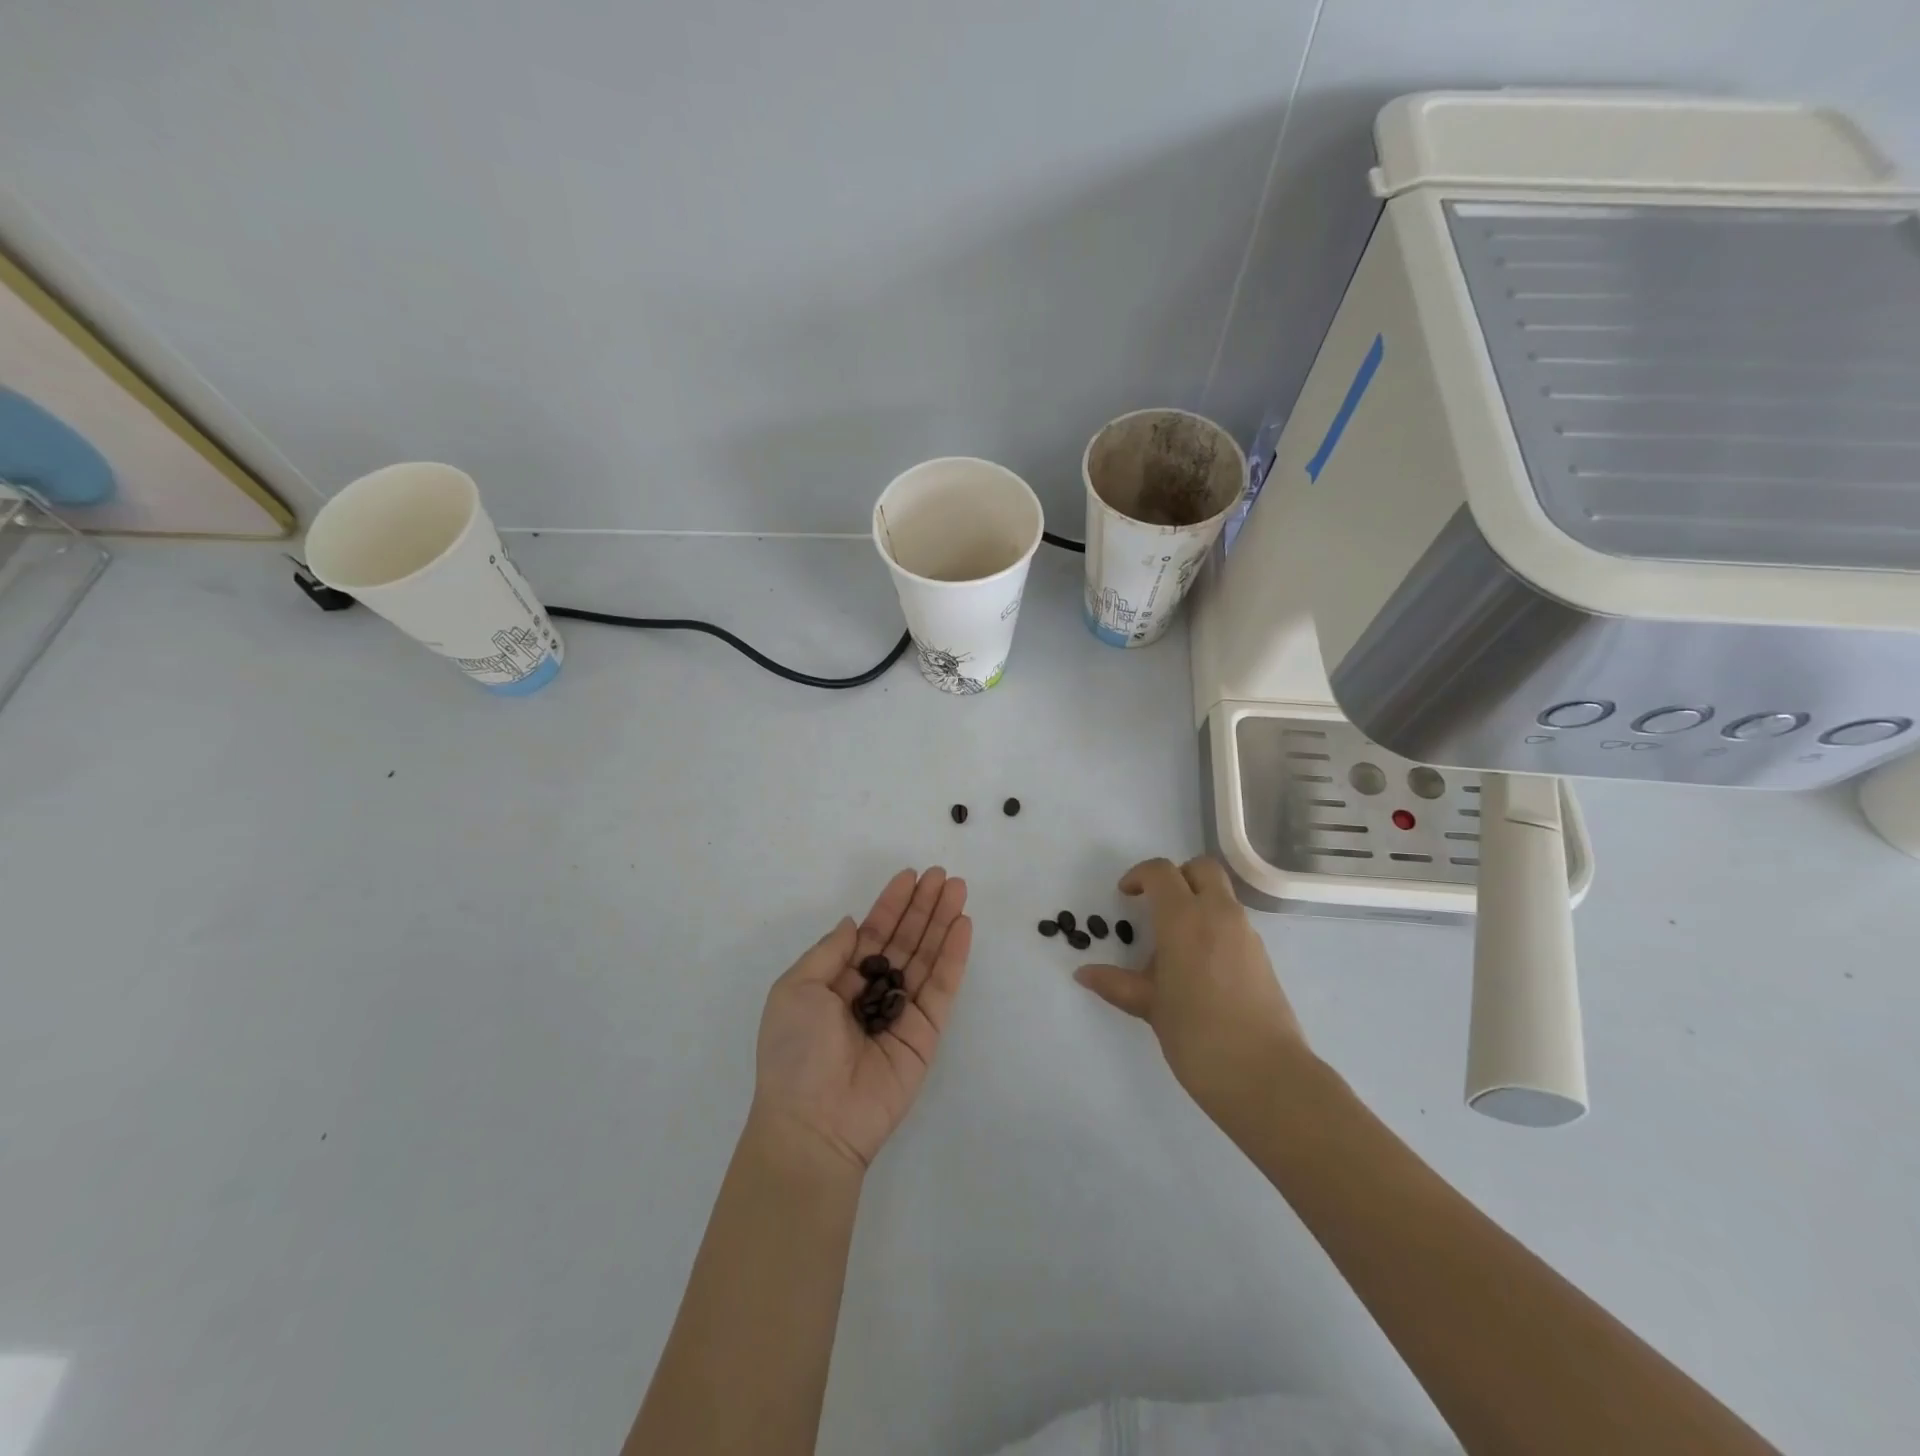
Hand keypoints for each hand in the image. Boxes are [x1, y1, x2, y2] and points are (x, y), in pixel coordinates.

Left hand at [752, 868, 970, 1171]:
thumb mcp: (795, 989)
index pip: (871, 934)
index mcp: (838, 982)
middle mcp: (872, 992)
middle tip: (942, 875)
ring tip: (957, 888)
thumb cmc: (795, 1052)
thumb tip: (853, 923)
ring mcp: (901, 1012)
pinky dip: (953, 956)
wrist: (814, 1123)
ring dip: (942, 922)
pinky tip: (963, 925)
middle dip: (922, 906)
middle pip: (904, 939)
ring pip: (926, 957)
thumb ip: (830, 952)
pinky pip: (941, 987)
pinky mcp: (926, 1033)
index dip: (890, 904)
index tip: (910, 876)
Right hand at [1074, 856, 1308, 1119]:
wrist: (1266, 1076)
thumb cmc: (1197, 1036)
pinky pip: (1234, 923)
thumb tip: (1084, 974)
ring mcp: (1246, 934)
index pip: (1161, 872)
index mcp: (1185, 919)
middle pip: (1201, 868)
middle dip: (1177, 876)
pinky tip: (1199, 968)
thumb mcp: (1150, 1007)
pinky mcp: (1262, 957)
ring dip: (1197, 902)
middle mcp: (1219, 915)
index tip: (1125, 896)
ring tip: (1174, 945)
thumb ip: (1117, 984)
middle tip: (1156, 905)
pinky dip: (1214, 927)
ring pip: (1221, 895)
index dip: (1139, 876)